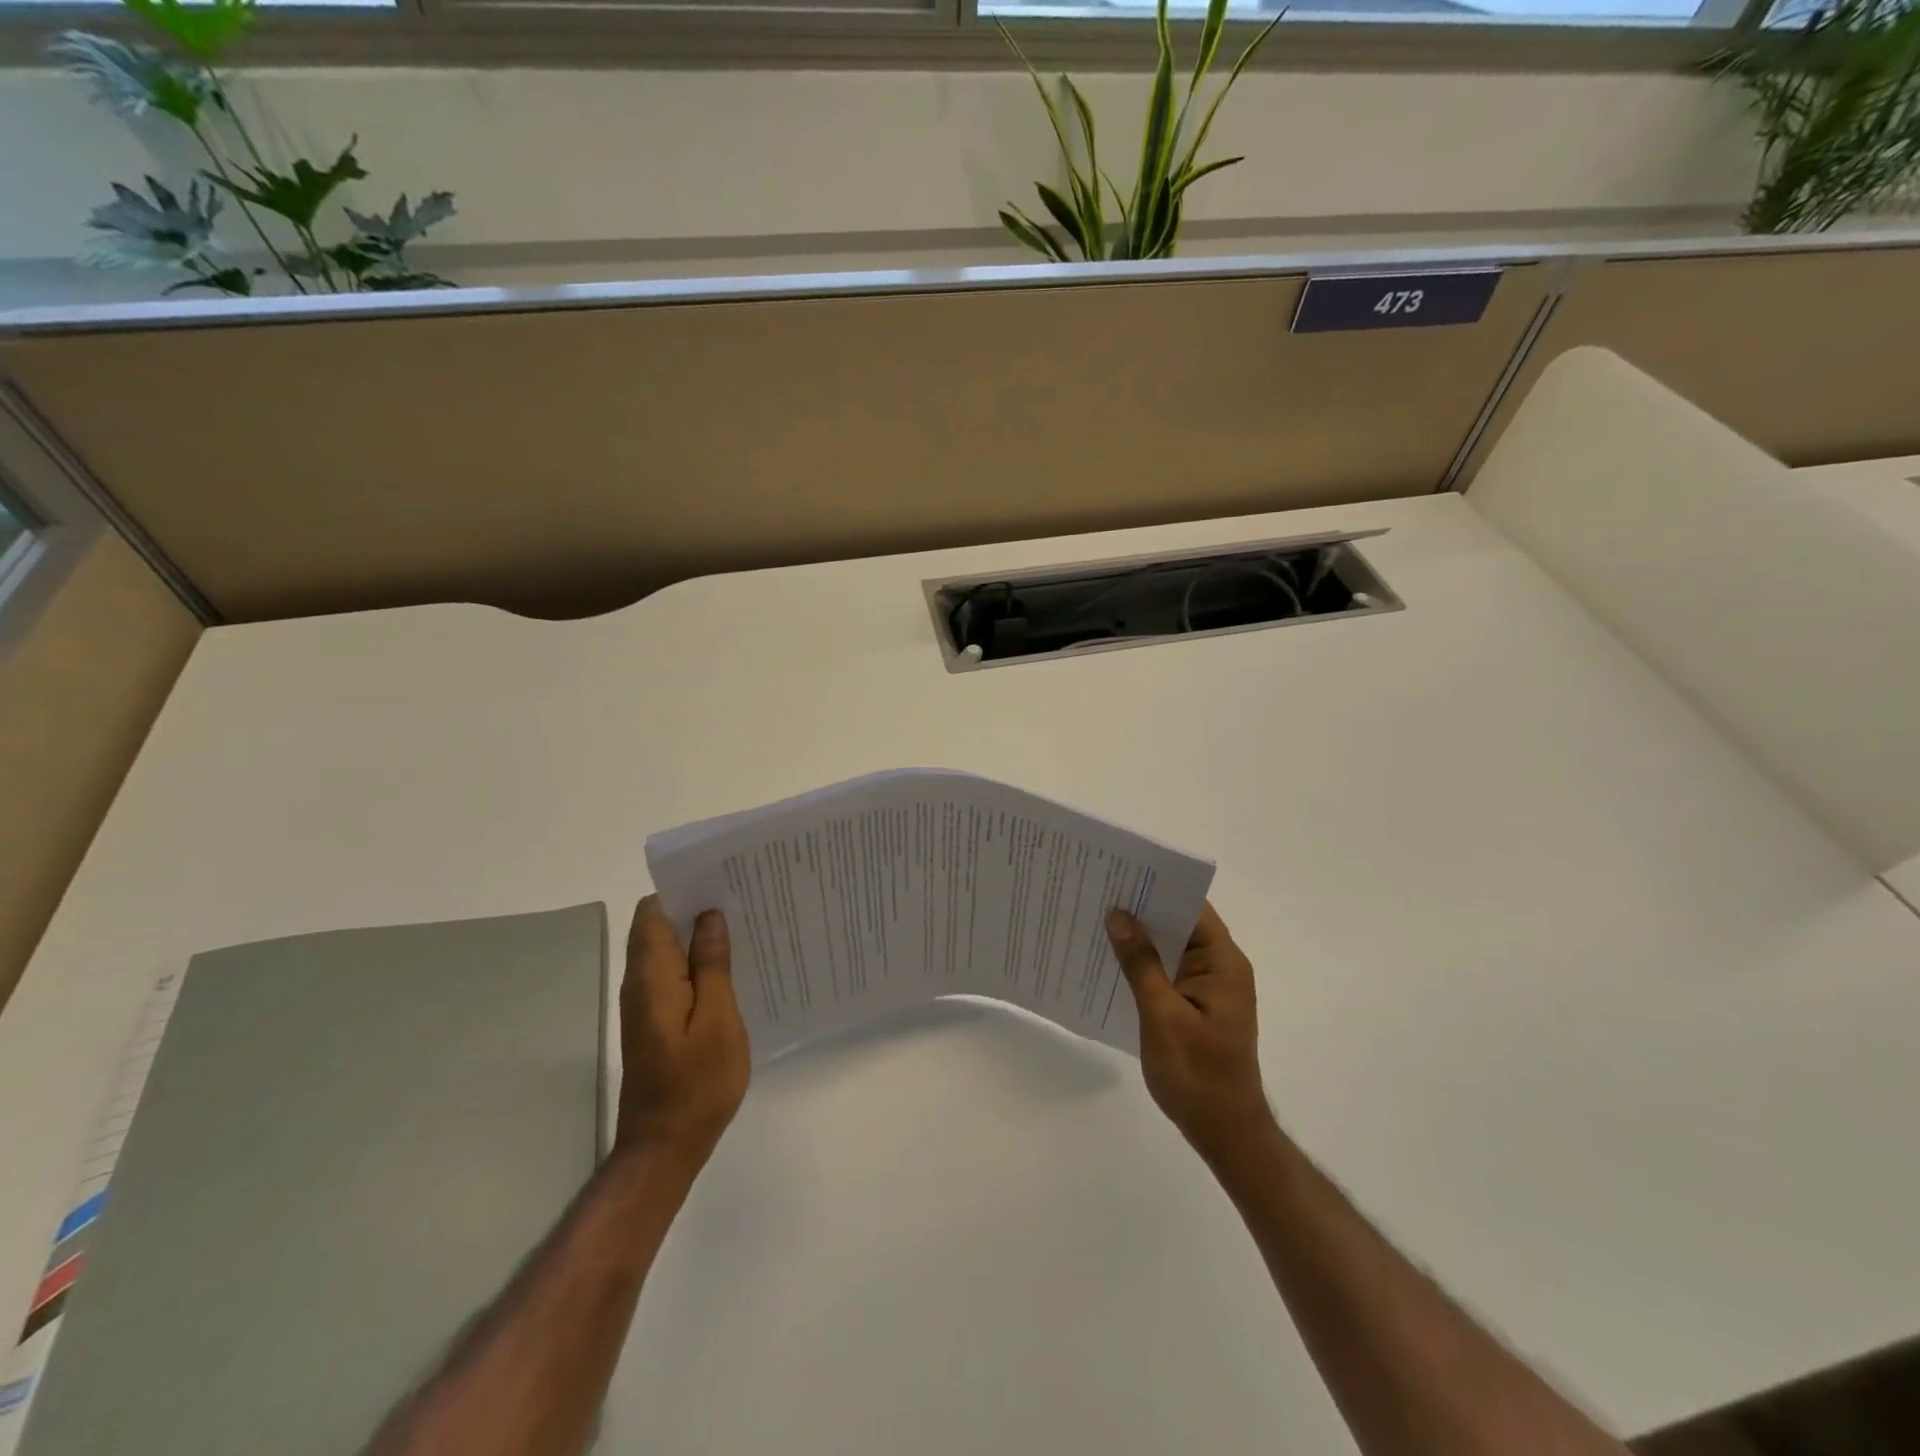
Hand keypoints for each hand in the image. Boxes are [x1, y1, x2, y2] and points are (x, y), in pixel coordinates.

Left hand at [616, 896, 750, 1169]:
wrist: (665, 1147)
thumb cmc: (697, 1082)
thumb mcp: (717, 1018)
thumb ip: (711, 964)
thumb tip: (709, 917)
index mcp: (651, 976)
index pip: (652, 912)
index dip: (682, 890)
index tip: (721, 881)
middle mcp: (640, 984)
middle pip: (659, 928)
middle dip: (696, 909)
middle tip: (744, 900)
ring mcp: (645, 1005)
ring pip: (668, 952)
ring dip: (700, 937)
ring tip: (745, 927)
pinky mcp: (655, 1022)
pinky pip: (674, 976)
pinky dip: (698, 964)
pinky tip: (733, 968)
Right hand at [1107, 901, 1272, 1156]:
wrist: (1225, 1132)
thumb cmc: (1197, 1074)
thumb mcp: (1162, 1015)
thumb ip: (1141, 963)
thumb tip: (1119, 915)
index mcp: (1223, 963)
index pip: (1193, 907)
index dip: (1158, 888)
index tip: (1120, 875)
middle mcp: (1222, 967)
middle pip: (1182, 923)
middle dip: (1143, 910)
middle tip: (1098, 893)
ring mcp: (1211, 987)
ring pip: (1173, 947)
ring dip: (1142, 937)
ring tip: (1097, 920)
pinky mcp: (1199, 1005)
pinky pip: (1170, 970)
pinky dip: (1146, 963)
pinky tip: (1112, 961)